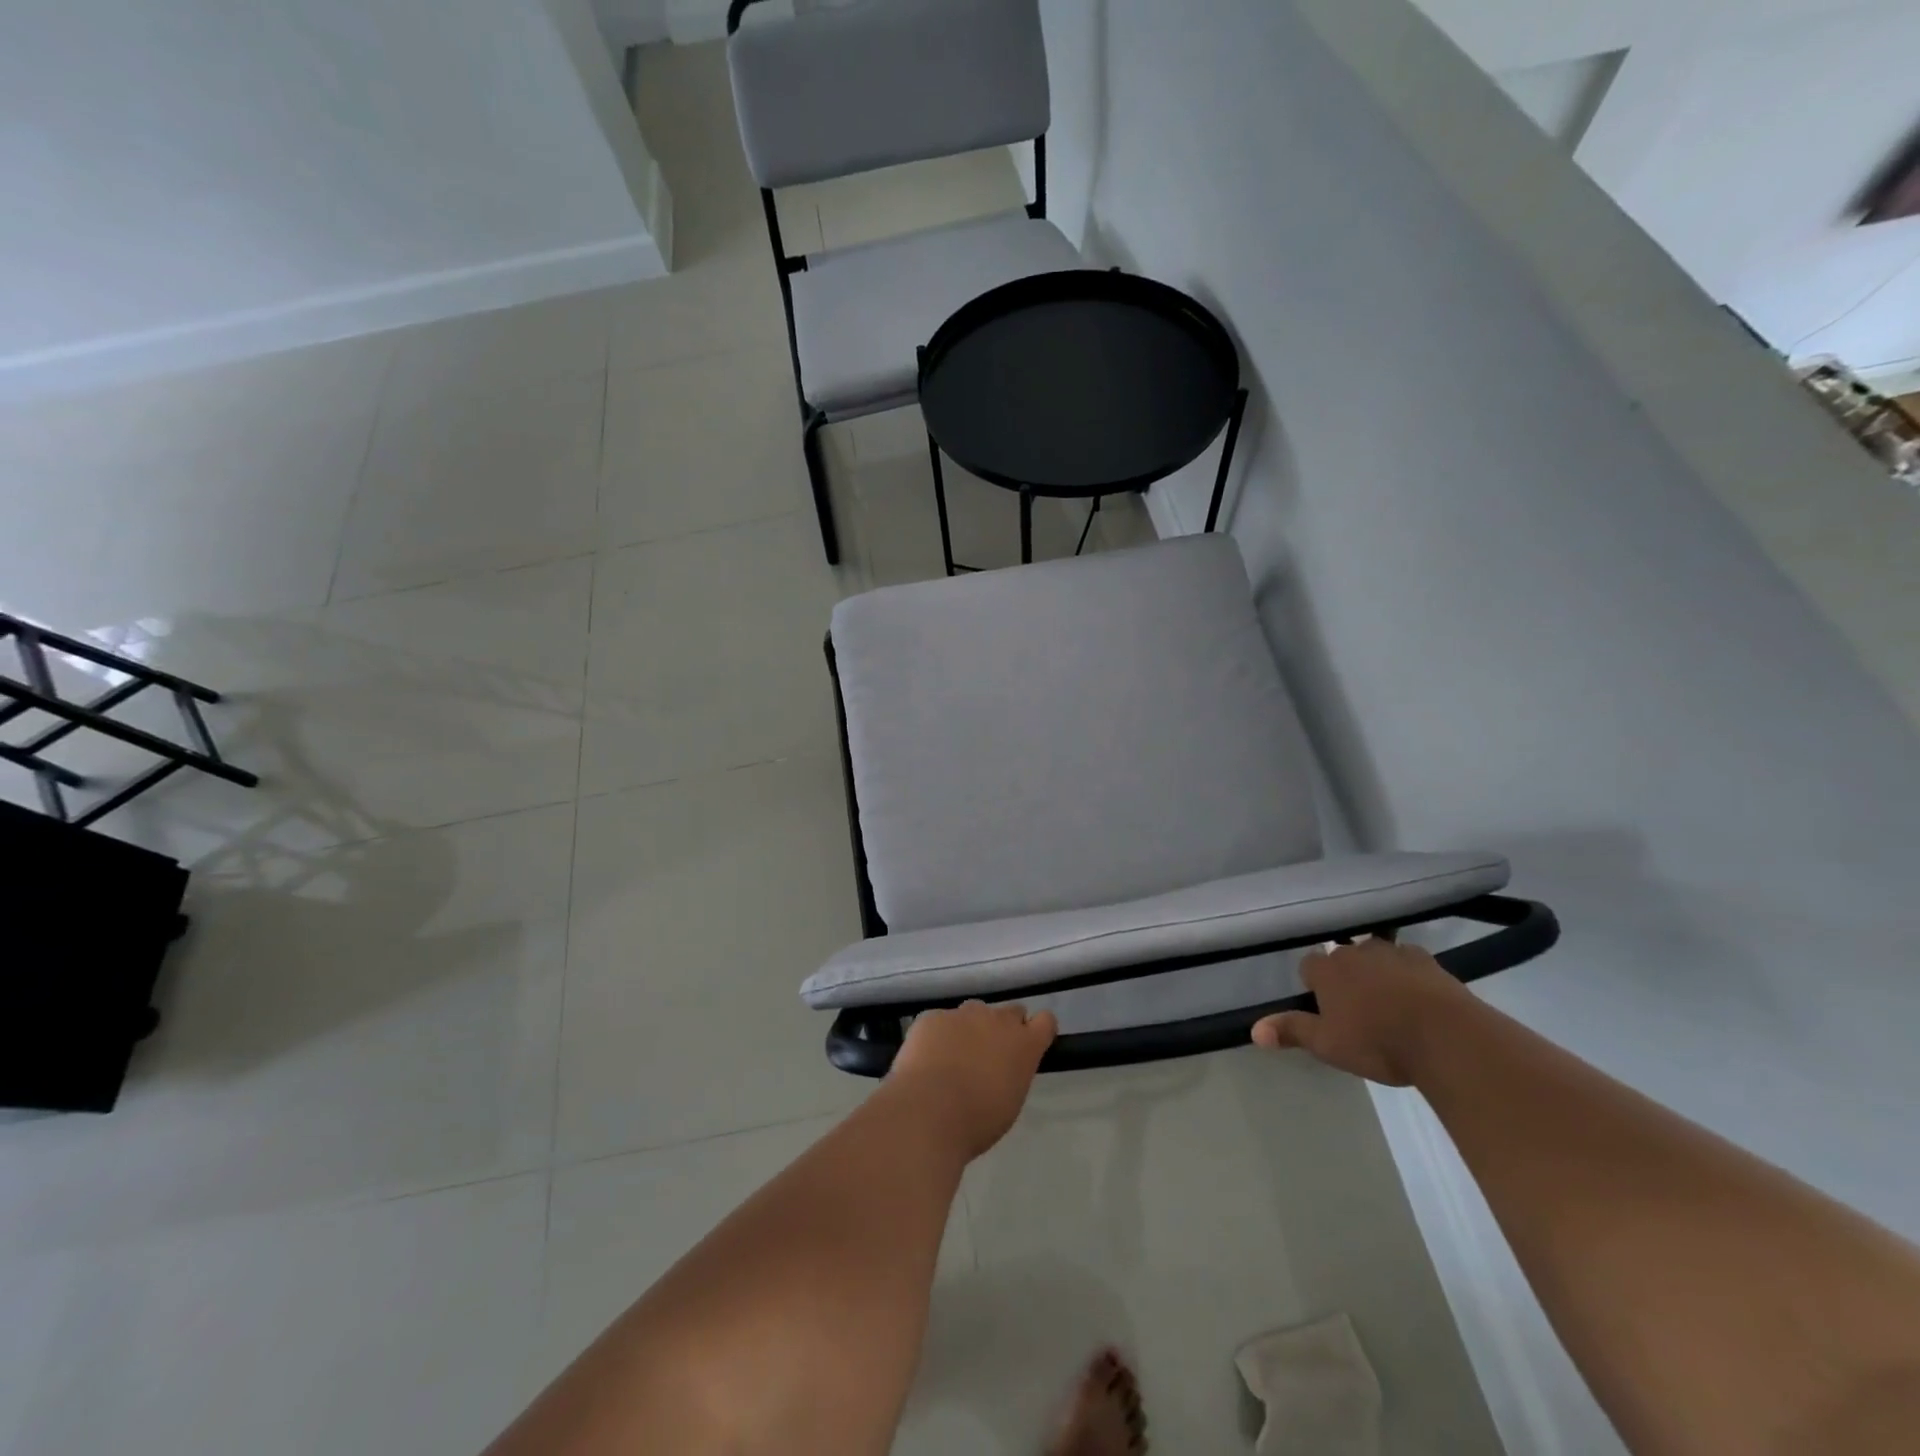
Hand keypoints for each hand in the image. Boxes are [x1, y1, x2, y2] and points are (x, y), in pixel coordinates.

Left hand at [886, 1001, 1057, 1159]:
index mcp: (1024, 1045)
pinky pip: (940, 1021)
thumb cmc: (978, 1120)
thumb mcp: (1009, 1102)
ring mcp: (963, 1014)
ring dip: (970, 1028)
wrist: (929, 1110)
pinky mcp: (932, 1016)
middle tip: (989, 1054)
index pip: (1046, 1021)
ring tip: (953, 1057)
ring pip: (974, 1012)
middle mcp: (998, 1020)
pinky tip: (926, 1059)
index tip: (1029, 1043)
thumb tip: (1001, 1068)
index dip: (1037, 1030)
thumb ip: (1011, 1074)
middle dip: (1004, 1028)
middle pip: (1010, 1011)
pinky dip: (937, 1036)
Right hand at [1251, 939, 1473, 1085]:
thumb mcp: (1328, 1045)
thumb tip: (1253, 1031)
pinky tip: (1419, 998)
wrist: (1448, 1038)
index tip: (1326, 1008)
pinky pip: (1409, 962)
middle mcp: (1355, 952)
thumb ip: (1292, 1031)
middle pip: (1342, 957)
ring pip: (1375, 956)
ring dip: (1377, 972)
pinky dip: (1409, 974)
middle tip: (1357, 1009)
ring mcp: (1393, 953)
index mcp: (1327, 970)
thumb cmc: (1378, 1043)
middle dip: (1346, 976)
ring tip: (1388, 1002)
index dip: (1314, 985)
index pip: (1308, 966)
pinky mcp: (1428, 961)